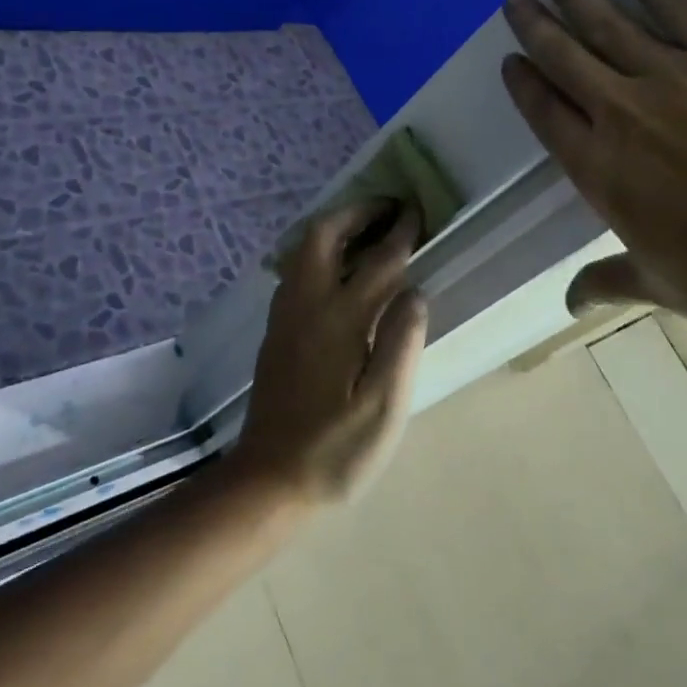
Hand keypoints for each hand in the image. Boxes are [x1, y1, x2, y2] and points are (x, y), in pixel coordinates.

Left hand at [232, 200, 428, 505]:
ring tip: (368, 231)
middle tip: (388, 209)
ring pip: (304, 249)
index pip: (377, 262)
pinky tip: (339, 269)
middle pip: (323, 235)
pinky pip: (297, 269)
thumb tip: (415, 291)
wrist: (269, 478)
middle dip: (356, 213)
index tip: (417, 213)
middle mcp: (306, 304)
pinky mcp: (276, 329)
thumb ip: (401, 343)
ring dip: (336, 228)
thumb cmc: (335, 448)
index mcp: (339, 319)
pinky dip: (321, 251)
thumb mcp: (384, 407)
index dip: (400, 233)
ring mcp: (285, 315)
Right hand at [500, 0, 686, 353]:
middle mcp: (623, 114)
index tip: (510, 59)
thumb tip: (570, 301)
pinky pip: (682, 7)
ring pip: (610, 24)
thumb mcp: (660, 286)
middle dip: (534, 24)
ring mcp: (678, 79)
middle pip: (564, 56)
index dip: (523, 82)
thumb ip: (608, 280)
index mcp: (599, 170)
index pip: (544, 113)